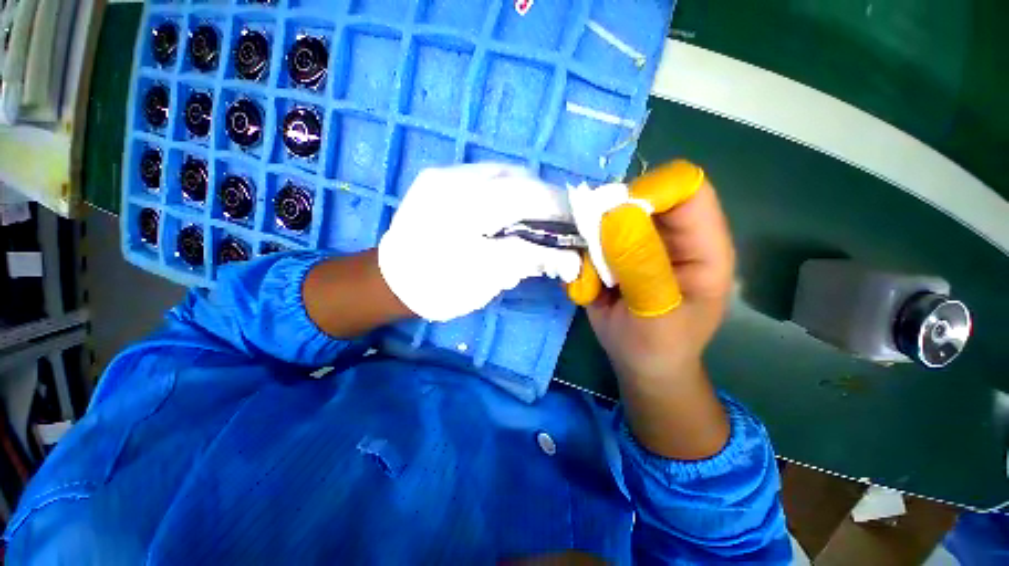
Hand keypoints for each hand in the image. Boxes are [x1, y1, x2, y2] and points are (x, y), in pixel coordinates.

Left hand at [378, 164, 581, 321]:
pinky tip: (507, 212)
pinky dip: (507, 191)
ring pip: (504, 173)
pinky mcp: (439, 178)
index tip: (577, 224)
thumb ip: (530, 260)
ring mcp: (444, 173)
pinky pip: (486, 176)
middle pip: (519, 178)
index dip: (559, 207)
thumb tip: (570, 259)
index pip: (529, 195)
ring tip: (534, 219)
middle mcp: (454, 178)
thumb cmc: (438, 287)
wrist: (390, 281)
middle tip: (556, 225)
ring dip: (527, 194)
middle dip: (545, 200)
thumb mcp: (487, 278)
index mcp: (466, 206)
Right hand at [589, 165, 734, 380]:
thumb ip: (641, 266)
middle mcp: (674, 237)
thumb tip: (616, 216)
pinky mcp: (617, 253)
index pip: (688, 191)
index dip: (650, 193)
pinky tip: (588, 287)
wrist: (641, 364)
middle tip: (593, 255)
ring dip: (591, 245)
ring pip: (610, 218)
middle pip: (641, 198)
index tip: (612, 219)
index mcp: (703, 248)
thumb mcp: (655, 314)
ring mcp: (642, 243)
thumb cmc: (659, 346)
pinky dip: (582, 258)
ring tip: (592, 282)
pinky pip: (592, 240)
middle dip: (610, 220)